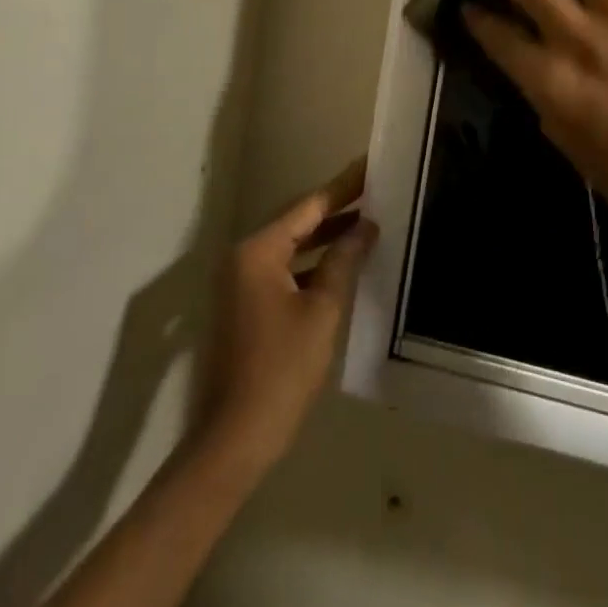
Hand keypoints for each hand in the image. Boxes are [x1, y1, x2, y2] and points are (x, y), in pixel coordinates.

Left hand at [199, 161, 376, 468]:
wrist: (233, 441)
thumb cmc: (281, 371)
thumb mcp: (322, 311)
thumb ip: (343, 261)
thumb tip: (366, 226)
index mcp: (258, 251)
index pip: (308, 207)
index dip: (343, 187)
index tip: (369, 166)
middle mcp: (243, 258)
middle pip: (297, 222)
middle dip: (336, 209)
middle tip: (374, 191)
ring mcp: (240, 283)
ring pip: (291, 247)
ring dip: (326, 237)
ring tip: (367, 222)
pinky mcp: (245, 306)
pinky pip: (284, 270)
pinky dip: (312, 264)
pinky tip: (341, 264)